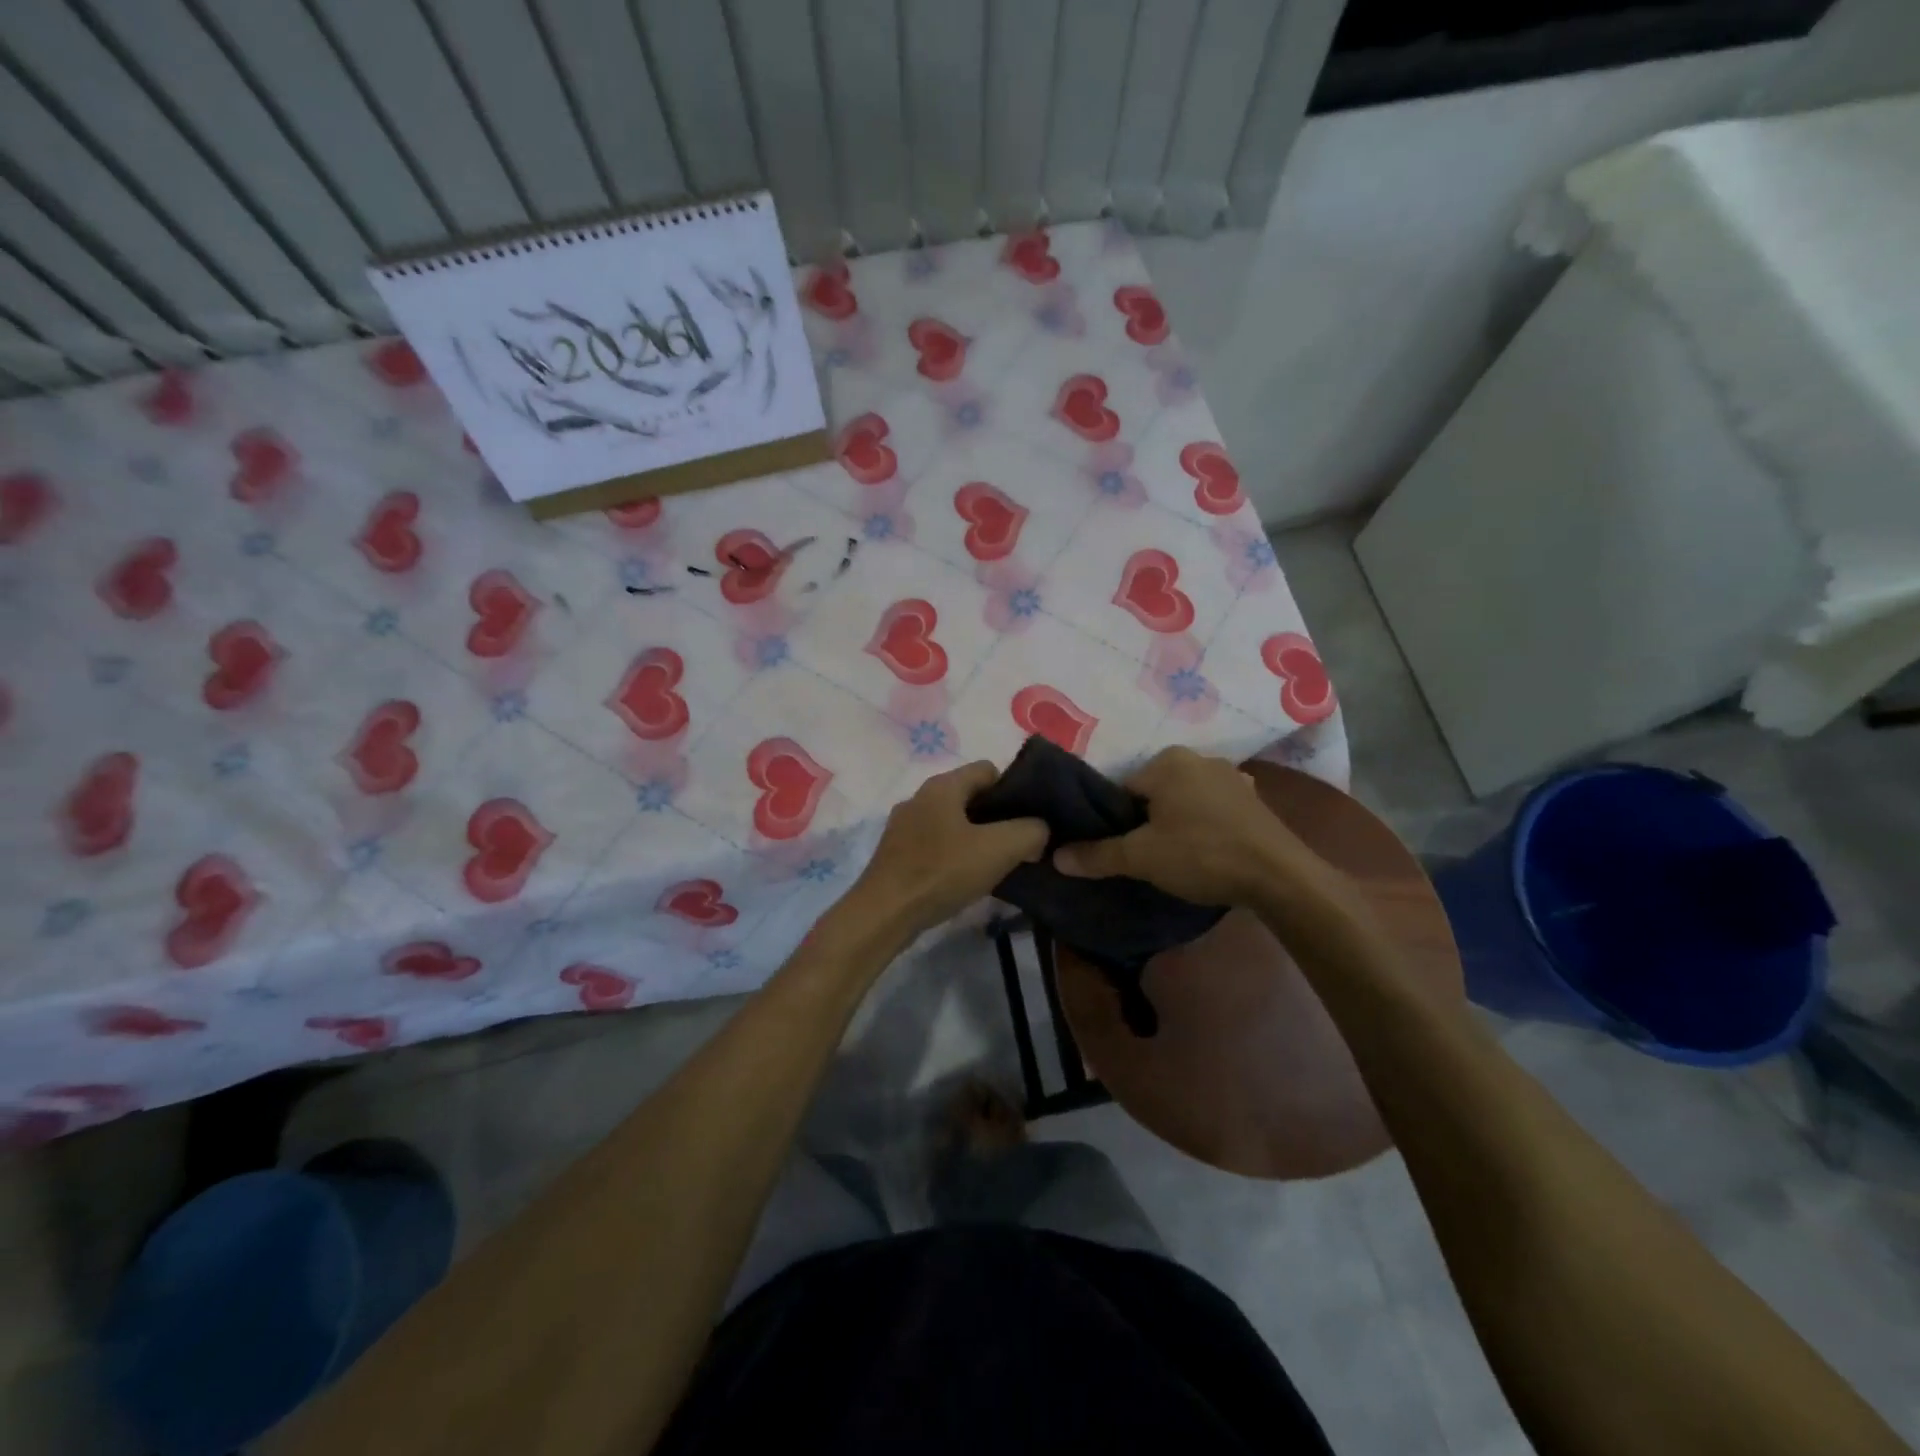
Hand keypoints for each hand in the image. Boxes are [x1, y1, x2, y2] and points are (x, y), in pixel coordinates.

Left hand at [850, 762, 1047, 935]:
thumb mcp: (999, 849)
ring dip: (976, 838)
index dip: (1014, 790)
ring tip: (995, 865)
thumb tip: (1039, 829)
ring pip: (952, 822)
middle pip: (970, 796)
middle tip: (1018, 845)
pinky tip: (964, 879)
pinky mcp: (896, 853)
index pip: (988, 769)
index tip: (1029, 820)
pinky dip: (953, 855)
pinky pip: (935, 844)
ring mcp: (904, 825)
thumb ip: (1030, 831)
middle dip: (997, 817)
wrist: (884, 914)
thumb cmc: (941, 872)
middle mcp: (920, 797)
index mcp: (942, 785)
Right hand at [1053, 747, 1316, 906]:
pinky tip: (1207, 850)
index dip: (1115, 821)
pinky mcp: (1252, 799)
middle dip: (1146, 821)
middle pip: (1153, 792)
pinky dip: (1205, 824)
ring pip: (1184, 800)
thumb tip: (1056, 856)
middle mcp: (1199, 758)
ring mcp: (1231, 776)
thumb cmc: (1202, 855)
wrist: (1280, 876)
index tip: (1121, 849)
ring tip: (1177, 858)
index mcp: (1167, 761)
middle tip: (1146, 857)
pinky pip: (1213, 808)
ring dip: (1177, 822)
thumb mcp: (1141, 857)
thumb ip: (1097, 854)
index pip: (1122, 788)